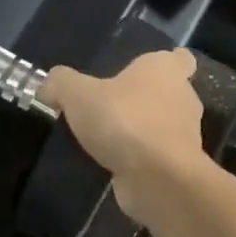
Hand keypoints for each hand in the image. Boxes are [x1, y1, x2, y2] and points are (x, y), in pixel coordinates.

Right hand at [44, 50, 205, 216]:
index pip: (180, 58)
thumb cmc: (124, 121)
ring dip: (142, 129)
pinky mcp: (179, 165)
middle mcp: (182, 97)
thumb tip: (50, 85)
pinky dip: (141, 157)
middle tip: (113, 104)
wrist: (158, 178)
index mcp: (166, 69)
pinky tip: (115, 163)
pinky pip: (158, 154)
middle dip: (146, 98)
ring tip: (109, 137)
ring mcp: (185, 134)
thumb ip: (61, 83)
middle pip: (169, 91)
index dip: (166, 62)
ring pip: (164, 124)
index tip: (143, 72)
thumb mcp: (78, 94)